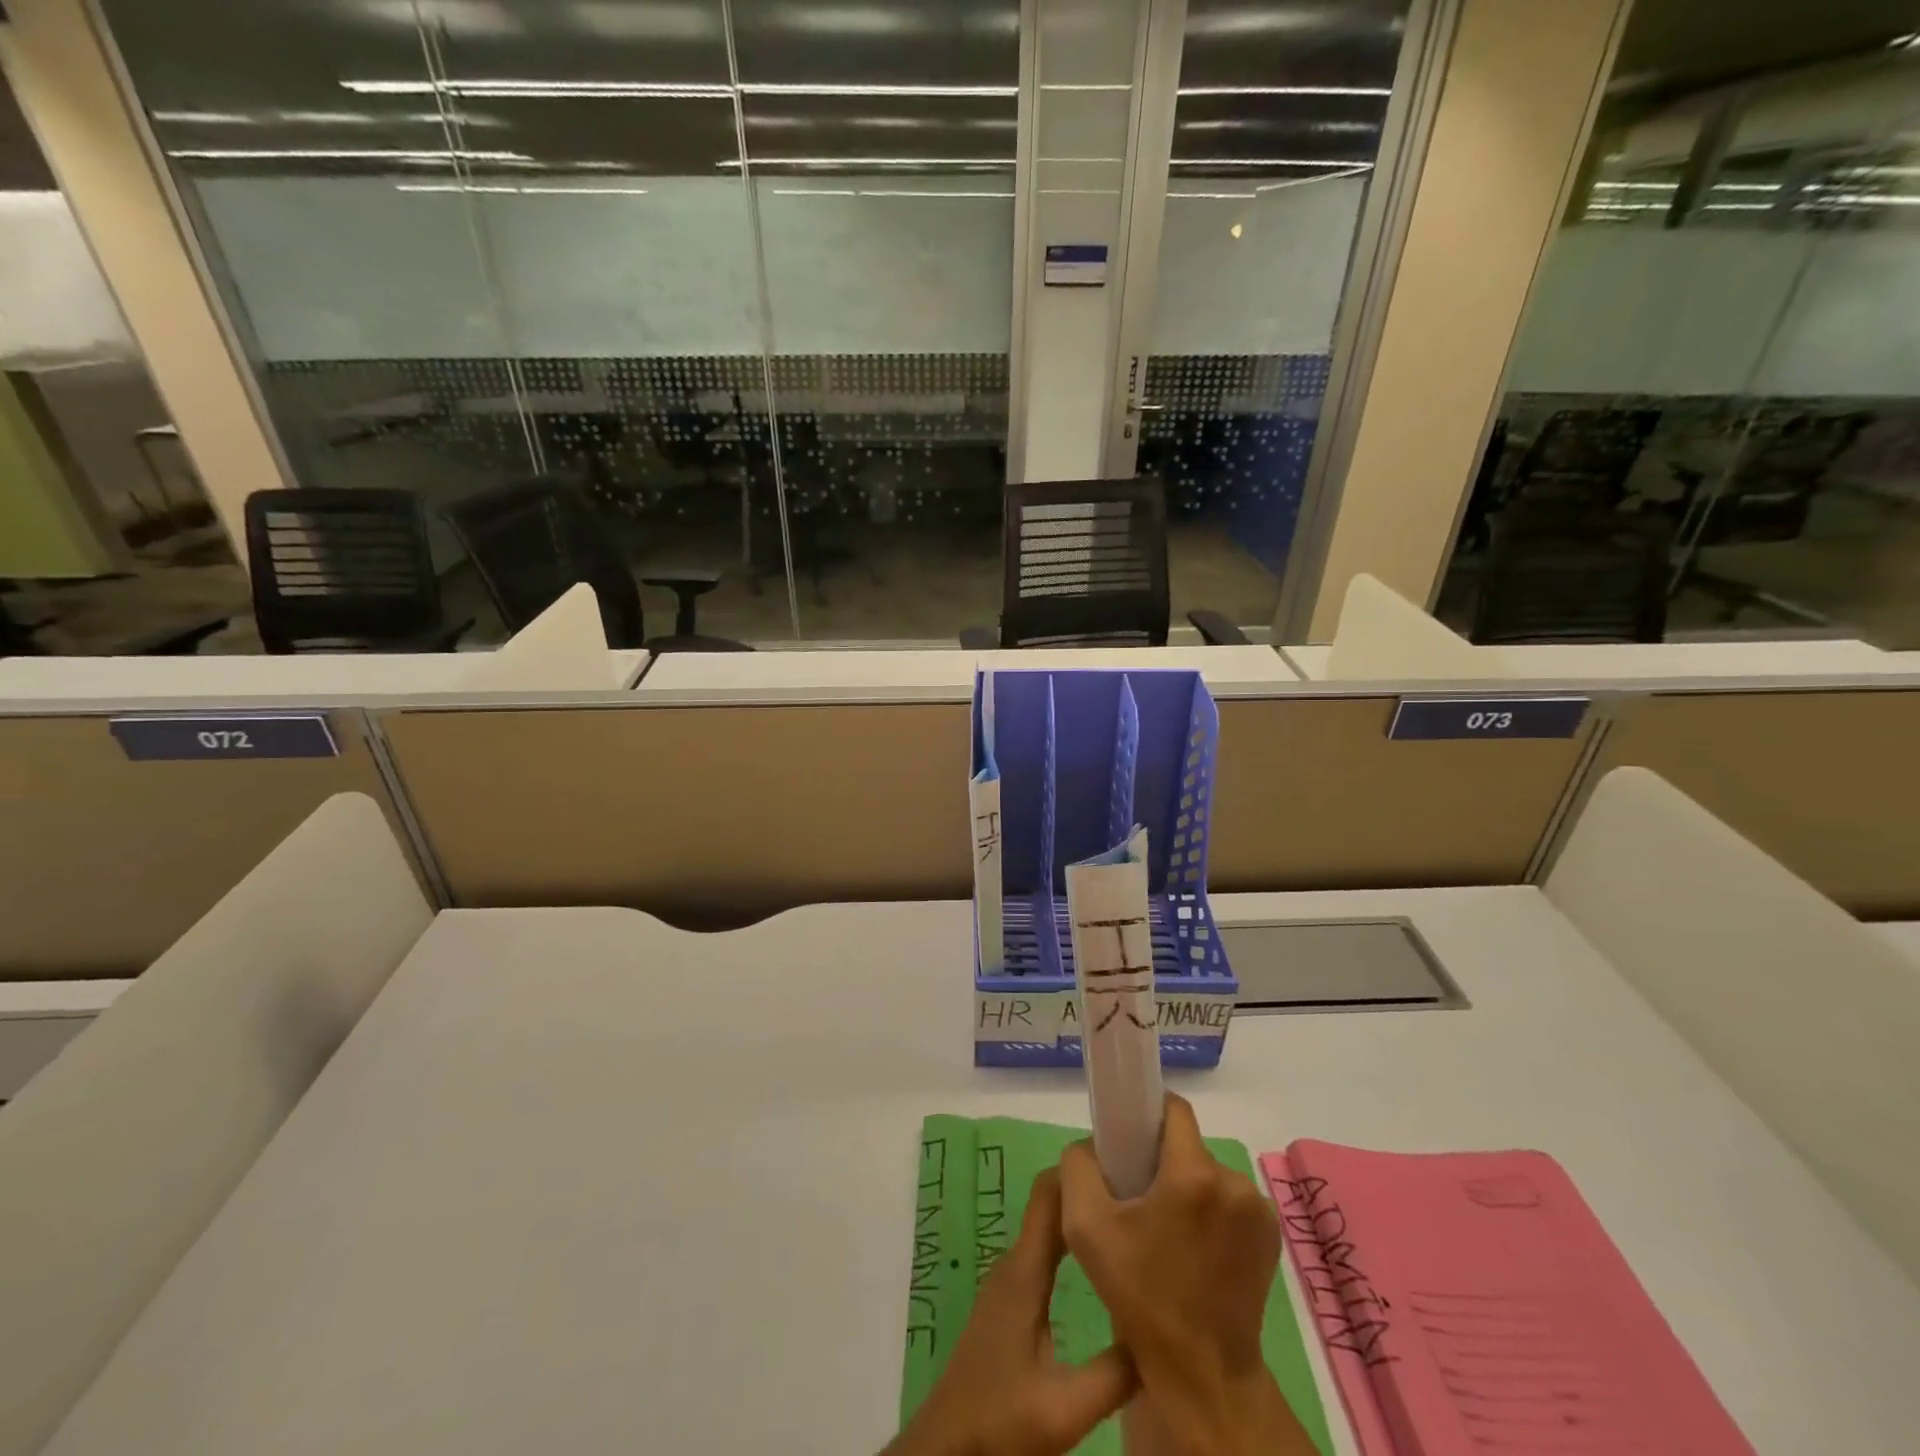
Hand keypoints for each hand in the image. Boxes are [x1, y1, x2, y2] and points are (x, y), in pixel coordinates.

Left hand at [885, 1167, 1134, 1455]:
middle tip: (1142, 1192)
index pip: (1049, 1192)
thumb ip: (1116, 1371)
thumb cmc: (998, 1420)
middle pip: (1052, 1205)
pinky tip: (1103, 1264)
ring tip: (1131, 1220)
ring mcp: (1010, 1282)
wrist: (946, 1449)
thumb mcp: (1065, 1406)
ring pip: (1049, 1230)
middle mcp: (1015, 1264)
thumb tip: (1163, 1326)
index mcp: (1024, 1271)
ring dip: (1084, 1217)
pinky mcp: (1012, 1303)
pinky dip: (1074, 1244)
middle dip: (1092, 1190)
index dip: (1081, 1168)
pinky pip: (1045, 1253)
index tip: (1124, 1161)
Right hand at [1060, 1094, 1315, 1455]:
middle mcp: (1233, 1182)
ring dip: (1187, 1189)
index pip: (1172, 1109)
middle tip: (1139, 1199)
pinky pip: (1230, 1200)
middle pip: (1187, 1145)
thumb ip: (1078, 1166)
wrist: (1202, 1374)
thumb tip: (1091, 1145)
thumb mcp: (1085, 1228)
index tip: (1127, 1141)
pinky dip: (1211, 1211)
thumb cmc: (1140, 1297)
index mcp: (1193, 1175)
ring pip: (1208, 1173)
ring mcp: (1258, 1210)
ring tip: (1167, 1232)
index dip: (1145, 1115)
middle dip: (1162, 1162)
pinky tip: (1195, 1248)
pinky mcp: (1271, 1235)